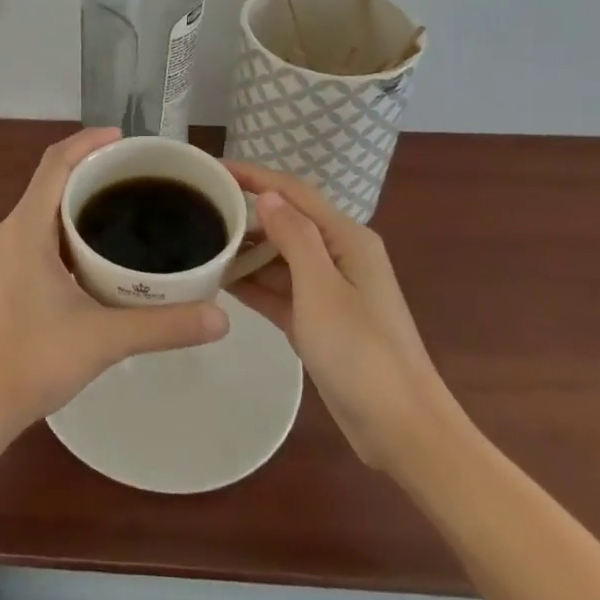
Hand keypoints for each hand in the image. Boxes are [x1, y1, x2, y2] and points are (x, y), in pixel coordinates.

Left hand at [0, 128, 228, 438]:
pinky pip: (37, 233)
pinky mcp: (2, 276)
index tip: (125, 138)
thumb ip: (164, 325)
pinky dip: (67, 228)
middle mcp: (8, 231)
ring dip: (78, 201)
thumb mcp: (104, 339)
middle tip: (138, 176)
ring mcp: (1, 255)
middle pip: (51, 182)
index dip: (88, 141)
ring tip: (125, 207)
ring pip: (43, 210)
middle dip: (91, 170)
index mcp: (25, 228)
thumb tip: (221, 318)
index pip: (55, 163)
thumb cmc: (32, 362)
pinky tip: (96, 252)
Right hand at [227, 162, 459, 473]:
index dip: (253, 176)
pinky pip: (279, 290)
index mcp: (347, 238)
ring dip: (245, 251)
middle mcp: (339, 255)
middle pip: (285, 221)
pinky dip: (253, 283)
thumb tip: (268, 195)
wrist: (402, 431)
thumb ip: (294, 238)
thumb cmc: (362, 353)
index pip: (294, 192)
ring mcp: (328, 290)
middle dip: (245, 214)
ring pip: (279, 257)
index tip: (212, 169)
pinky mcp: (318, 320)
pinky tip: (219, 280)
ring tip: (199, 244)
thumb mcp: (321, 289)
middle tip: (197, 210)